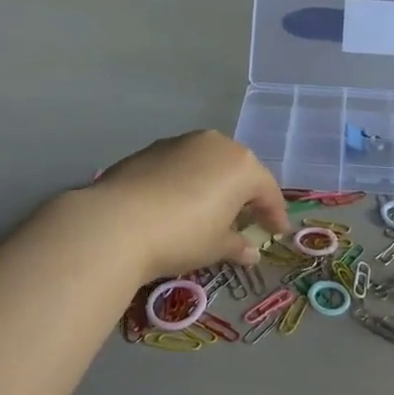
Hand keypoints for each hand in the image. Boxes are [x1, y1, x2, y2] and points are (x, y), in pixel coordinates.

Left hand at [85, 130, 290, 279]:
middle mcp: (215, 144)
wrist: (116, 223)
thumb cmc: (182, 236)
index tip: (277, 232)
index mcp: (241, 165)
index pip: (267, 190)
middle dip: (245, 195)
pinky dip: (186, 182)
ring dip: (214, 185)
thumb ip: (237, 245)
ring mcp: (180, 143)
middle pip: (239, 170)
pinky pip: (180, 165)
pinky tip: (177, 204)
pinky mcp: (150, 149)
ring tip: (210, 212)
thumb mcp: (215, 247)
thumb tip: (250, 251)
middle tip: (246, 221)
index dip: (275, 214)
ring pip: (208, 163)